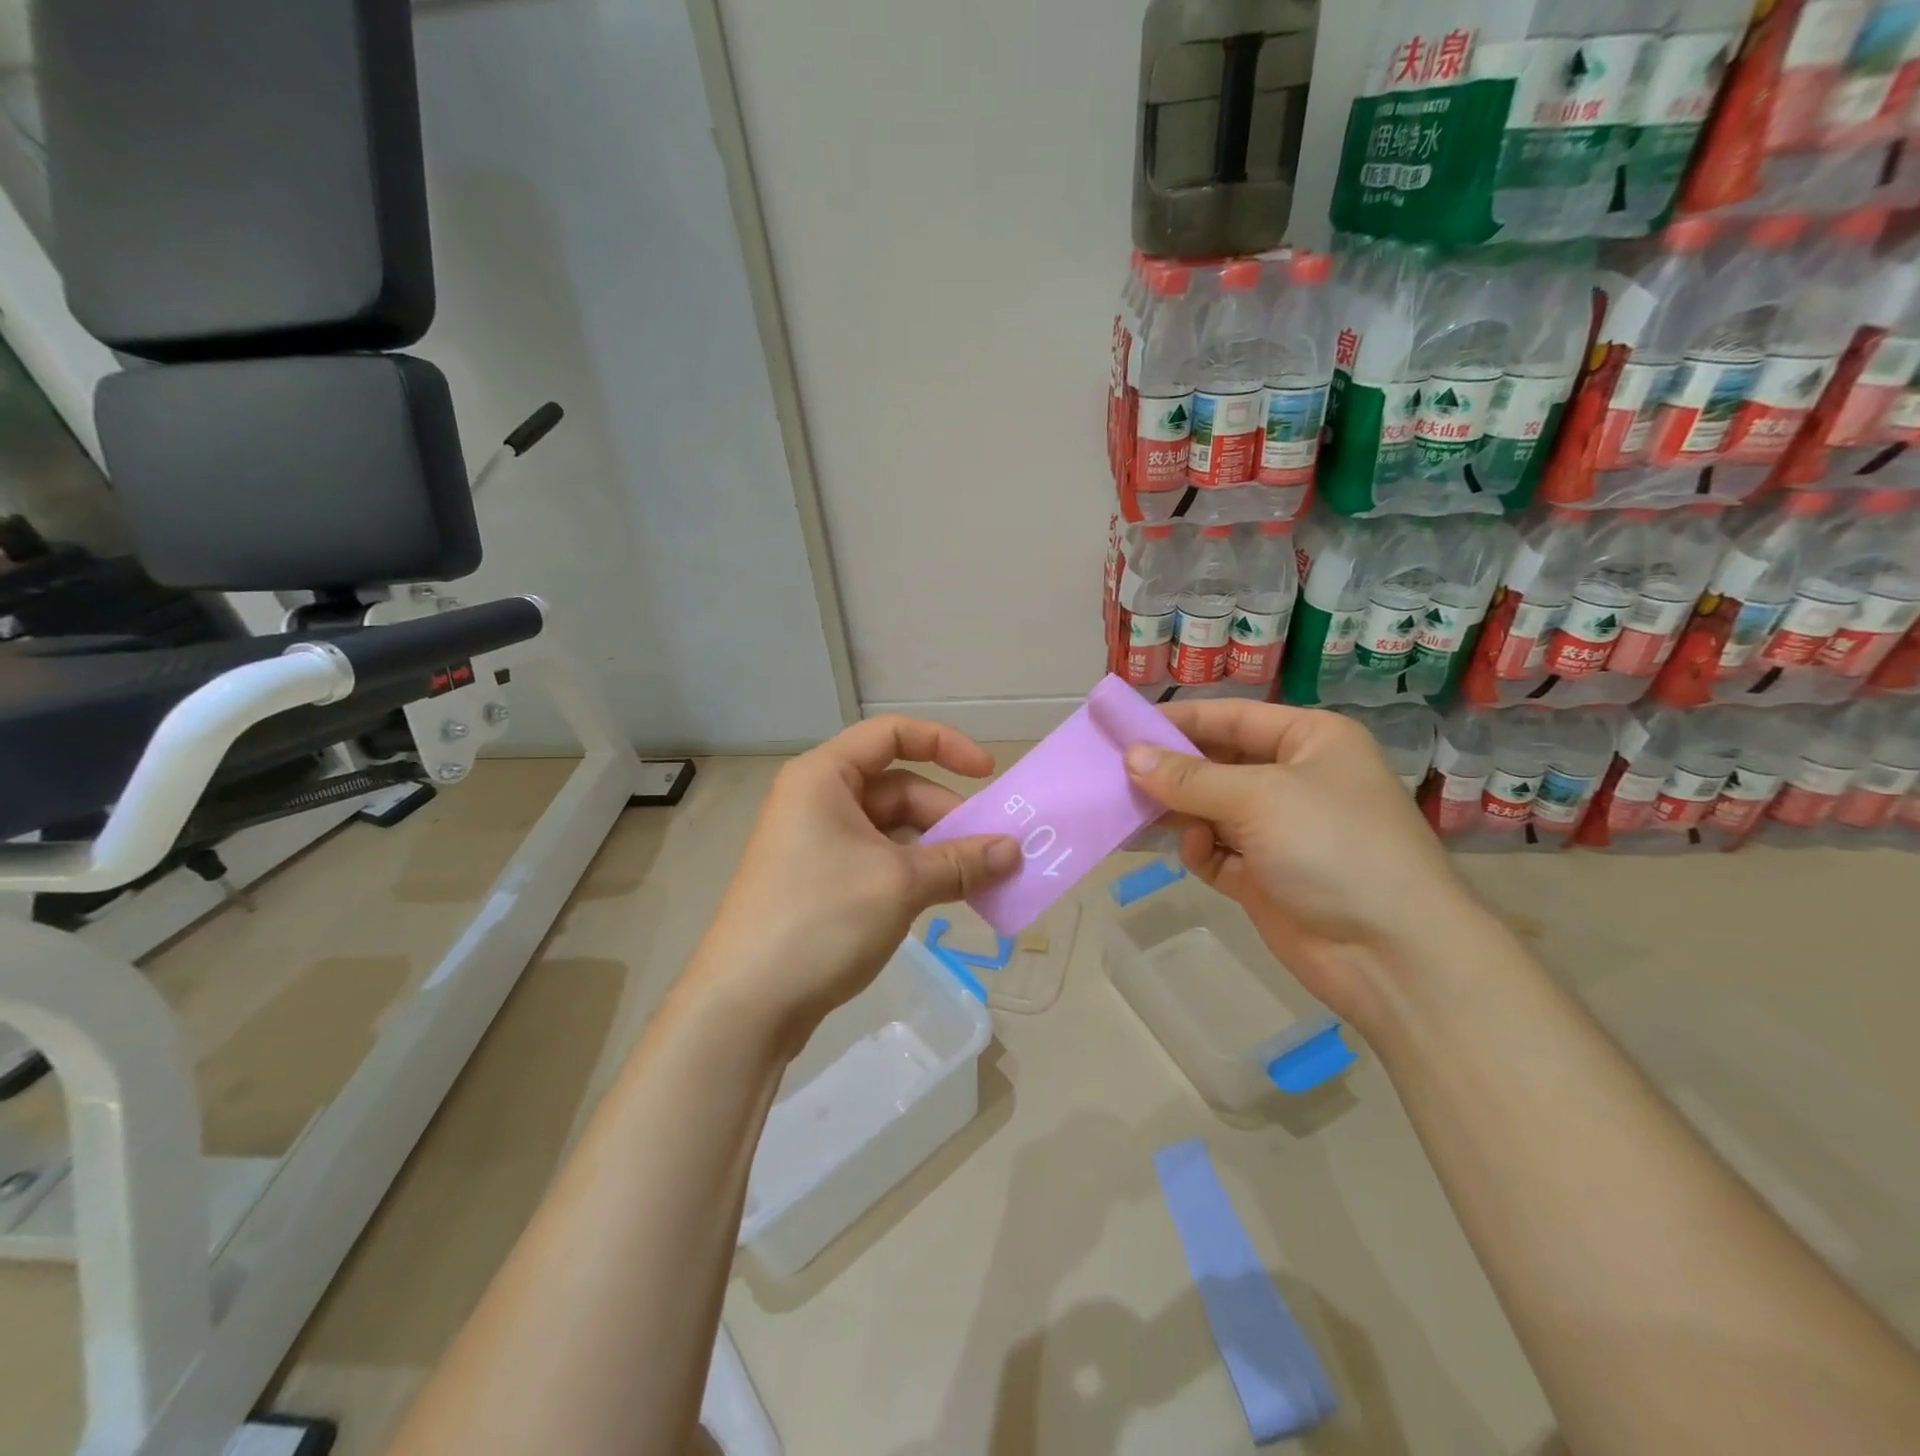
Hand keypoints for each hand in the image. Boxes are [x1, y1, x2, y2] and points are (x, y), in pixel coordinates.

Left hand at [683, 716, 1019, 1049]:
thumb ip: (961, 862)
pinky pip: (879, 862)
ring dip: (937, 851)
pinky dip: (915, 875)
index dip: (945, 744)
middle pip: (898, 789)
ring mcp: (816, 844)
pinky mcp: (820, 884)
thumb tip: (1014, 851)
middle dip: (948, 817)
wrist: (746, 1005)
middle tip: (994, 853)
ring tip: (979, 881)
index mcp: (824, 777)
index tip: (988, 774)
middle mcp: (817, 801)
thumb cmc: (821, 919)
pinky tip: (945, 899)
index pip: (892, 734)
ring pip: (892, 831)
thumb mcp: (900, 883)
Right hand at [1123, 699, 1481, 1024]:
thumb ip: (1189, 778)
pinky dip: (1200, 849)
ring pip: (1208, 808)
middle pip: (1215, 763)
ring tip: (1138, 813)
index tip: (1123, 725)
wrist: (1391, 954)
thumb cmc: (1333, 847)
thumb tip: (1130, 756)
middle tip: (1115, 773)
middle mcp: (1294, 779)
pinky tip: (1197, 853)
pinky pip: (1214, 850)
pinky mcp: (1263, 875)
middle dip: (1171, 770)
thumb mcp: (1259, 798)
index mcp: (1309, 741)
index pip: (1231, 717)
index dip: (1178, 720)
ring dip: (1179, 811)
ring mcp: (1278, 830)